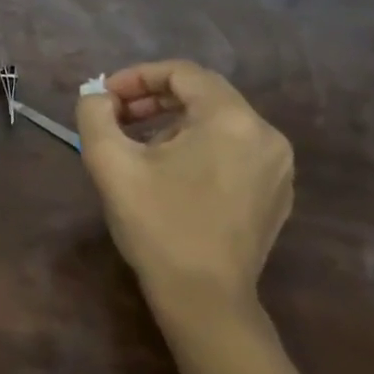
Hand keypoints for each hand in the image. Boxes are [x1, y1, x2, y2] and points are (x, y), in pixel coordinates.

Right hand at [74, 60, 293, 326]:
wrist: (204, 300)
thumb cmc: (157, 225)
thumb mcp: (110, 162)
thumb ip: (95, 114)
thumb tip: (98, 96)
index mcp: (231, 120)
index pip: (182, 73)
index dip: (137, 77)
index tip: (106, 98)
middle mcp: (265, 134)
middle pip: (203, 94)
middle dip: (154, 98)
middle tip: (117, 116)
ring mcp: (278, 166)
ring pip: (219, 122)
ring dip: (174, 122)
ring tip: (140, 145)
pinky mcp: (277, 192)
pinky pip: (235, 149)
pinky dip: (200, 146)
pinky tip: (172, 173)